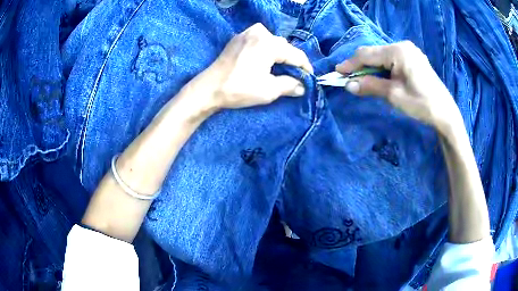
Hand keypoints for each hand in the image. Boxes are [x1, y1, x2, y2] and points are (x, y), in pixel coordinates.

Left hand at [187, 23, 312, 110]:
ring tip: (279, 71)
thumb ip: (290, 85)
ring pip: (273, 42)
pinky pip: (260, 41)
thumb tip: (302, 87)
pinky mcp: (239, 38)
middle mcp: (259, 32)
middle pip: (284, 46)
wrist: (208, 88)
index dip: (305, 67)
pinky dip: (266, 50)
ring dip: (279, 55)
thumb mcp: (269, 90)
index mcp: (269, 43)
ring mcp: (247, 33)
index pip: (296, 54)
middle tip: (294, 77)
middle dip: (291, 61)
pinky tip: (264, 63)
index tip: (310, 78)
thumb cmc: (239, 89)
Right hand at [336, 41, 462, 135]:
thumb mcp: (393, 95)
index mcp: (398, 51)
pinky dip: (382, 68)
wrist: (445, 113)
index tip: (337, 73)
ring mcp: (409, 51)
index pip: (367, 54)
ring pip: (382, 56)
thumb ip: (370, 86)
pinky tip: (378, 77)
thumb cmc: (421, 104)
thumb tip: (348, 85)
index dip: (351, 64)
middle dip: (360, 65)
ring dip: (371, 67)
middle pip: (374, 53)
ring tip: (362, 80)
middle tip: (348, 78)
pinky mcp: (413, 58)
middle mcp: (402, 46)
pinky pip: (392, 60)